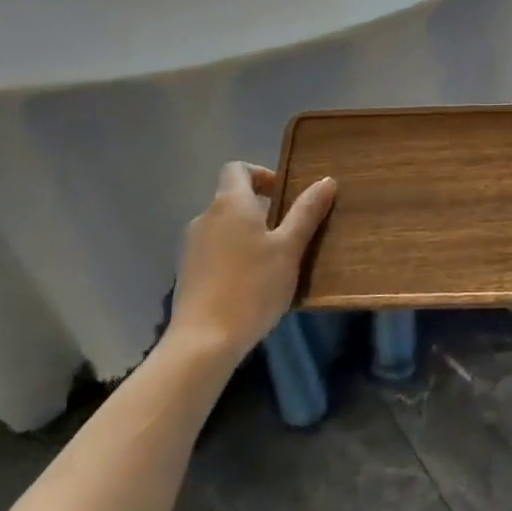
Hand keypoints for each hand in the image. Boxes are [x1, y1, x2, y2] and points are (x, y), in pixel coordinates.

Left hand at [168, 162, 336, 370]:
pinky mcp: (186, 273)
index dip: (261, 174)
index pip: (237, 168)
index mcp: (230, 203)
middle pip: (231, 199)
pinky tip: (249, 285)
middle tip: (287, 234)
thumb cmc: (252, 287)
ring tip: (271, 263)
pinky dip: (232, 257)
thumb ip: (306, 213)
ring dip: (246, 235)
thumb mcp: (289, 249)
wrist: (203, 342)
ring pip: (223, 227)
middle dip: (259, 209)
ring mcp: (190, 246)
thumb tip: (326, 180)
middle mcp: (205, 217)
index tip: (284, 196)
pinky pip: (213, 251)